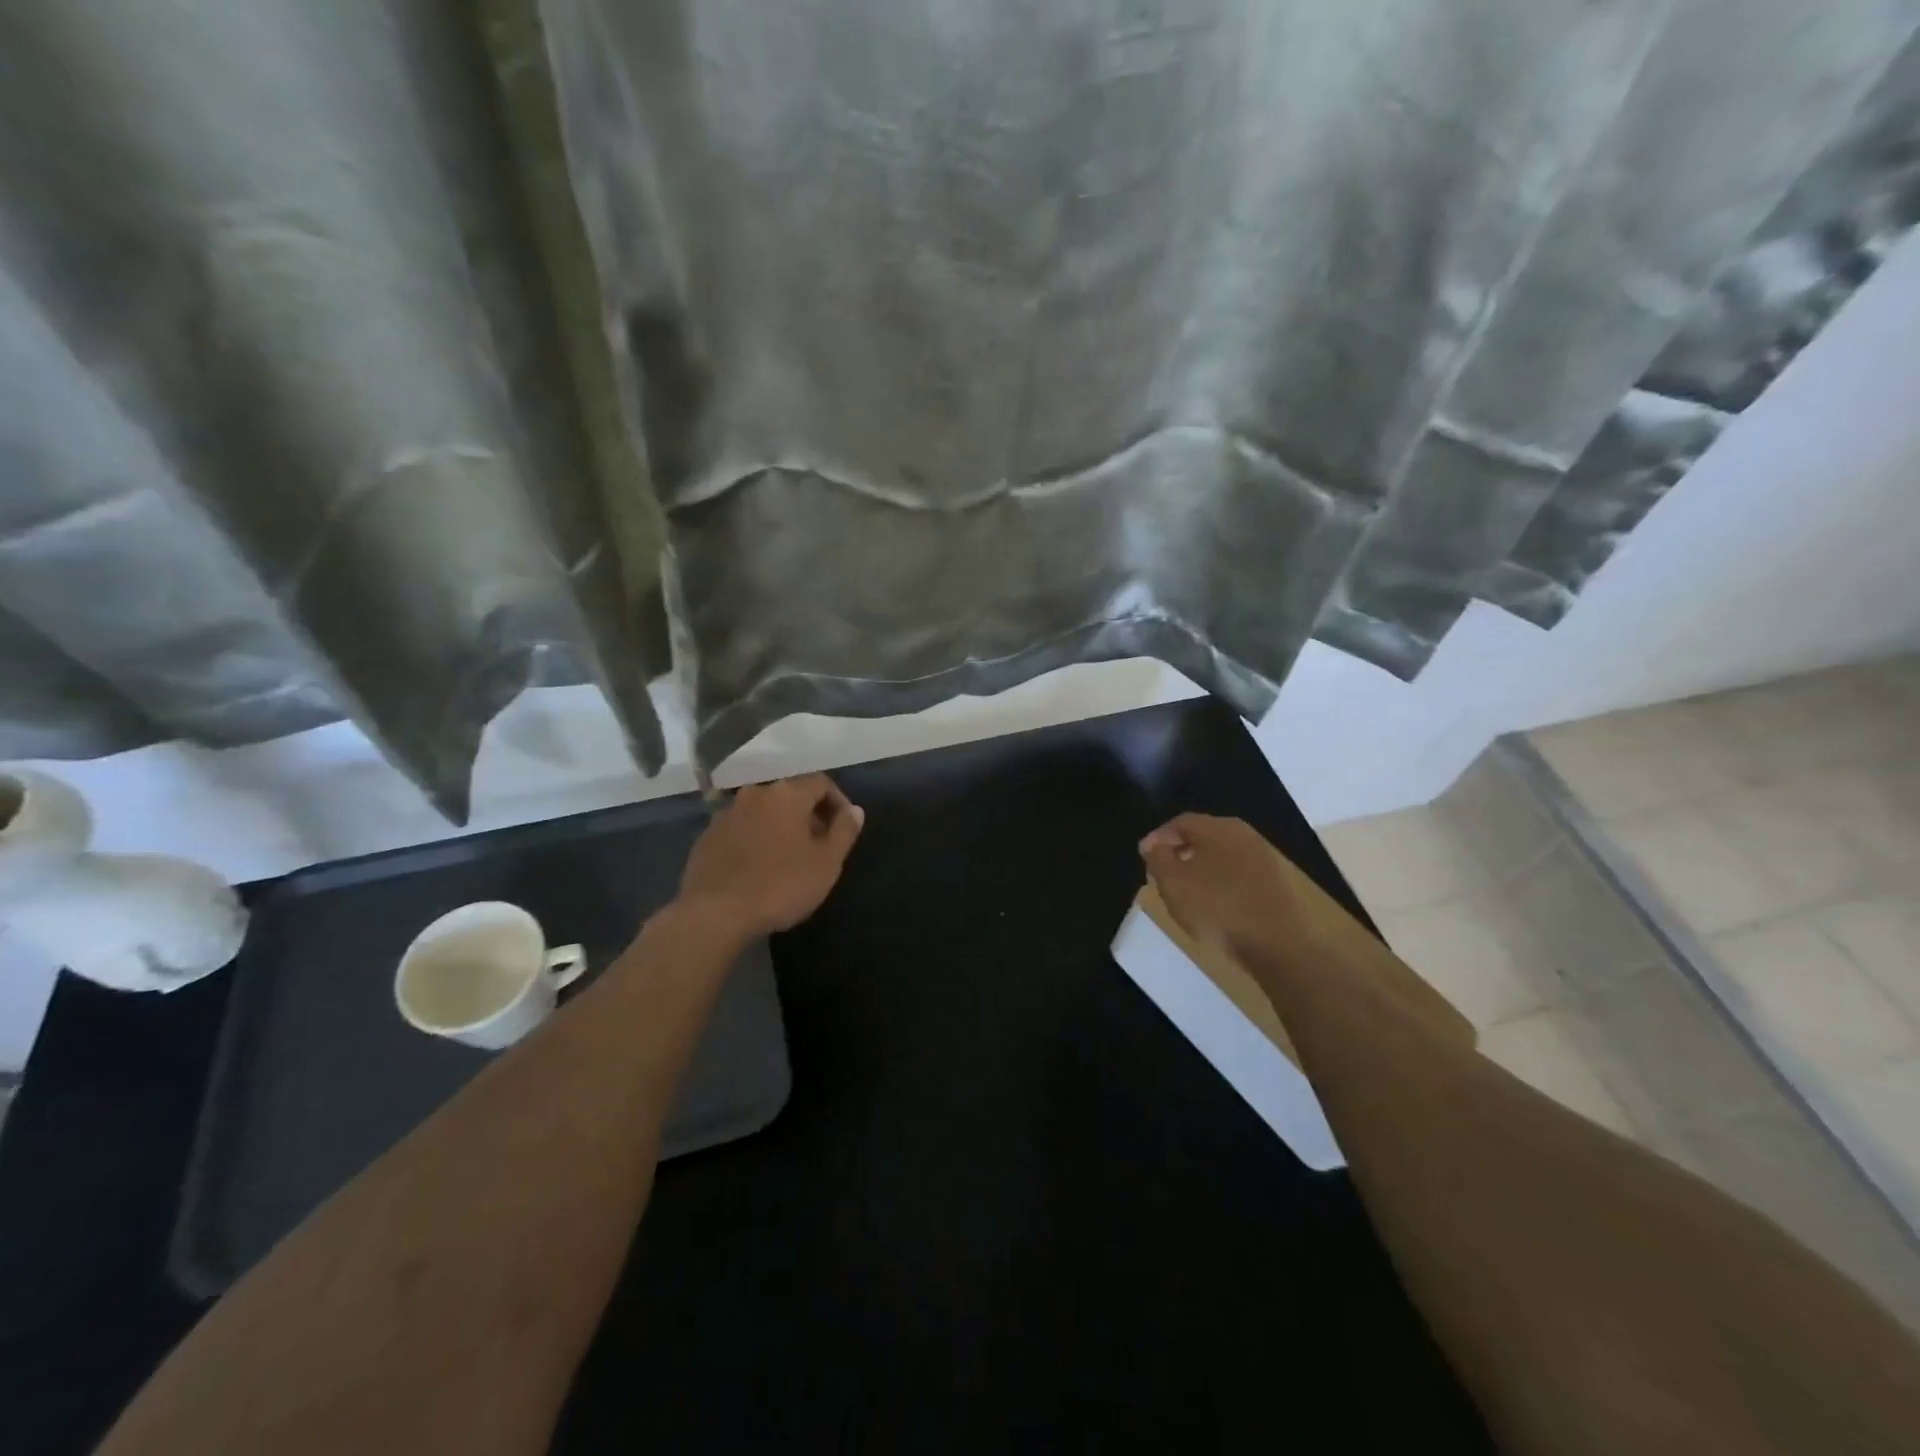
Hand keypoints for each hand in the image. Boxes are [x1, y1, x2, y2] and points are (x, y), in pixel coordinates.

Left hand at [677, 774, 865, 936]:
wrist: (714, 913)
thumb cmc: (780, 885)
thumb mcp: (827, 863)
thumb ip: (844, 831)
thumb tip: (855, 811)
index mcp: (787, 794)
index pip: (821, 782)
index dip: (838, 802)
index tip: (844, 828)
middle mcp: (756, 793)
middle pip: (791, 794)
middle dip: (810, 814)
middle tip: (820, 844)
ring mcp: (727, 813)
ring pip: (764, 811)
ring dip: (781, 825)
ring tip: (790, 856)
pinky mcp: (707, 835)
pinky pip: (742, 828)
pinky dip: (756, 838)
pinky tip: (759, 866)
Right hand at [1138, 813, 1305, 961]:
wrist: (1279, 946)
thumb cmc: (1218, 909)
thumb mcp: (1174, 883)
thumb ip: (1158, 858)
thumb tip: (1152, 844)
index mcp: (1220, 828)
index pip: (1181, 822)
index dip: (1159, 838)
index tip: (1145, 858)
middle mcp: (1246, 836)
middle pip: (1204, 837)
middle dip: (1179, 852)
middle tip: (1163, 874)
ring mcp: (1266, 860)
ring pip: (1223, 857)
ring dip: (1201, 869)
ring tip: (1187, 893)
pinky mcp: (1278, 885)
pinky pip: (1240, 876)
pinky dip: (1222, 884)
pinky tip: (1215, 906)